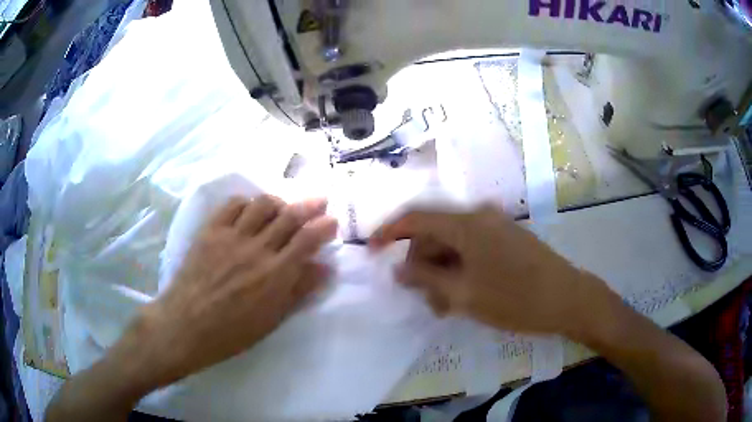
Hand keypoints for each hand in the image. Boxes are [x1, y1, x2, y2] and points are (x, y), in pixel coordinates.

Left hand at [132, 195, 337, 387]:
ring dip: (279, 201)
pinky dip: (247, 202)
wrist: (187, 325)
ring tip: (284, 206)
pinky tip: (250, 209)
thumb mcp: (272, 319)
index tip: (332, 221)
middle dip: (310, 204)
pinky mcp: (211, 230)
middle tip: (320, 200)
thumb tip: (325, 268)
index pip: (307, 239)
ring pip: (262, 204)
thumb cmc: (232, 332)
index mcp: (276, 274)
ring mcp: (232, 236)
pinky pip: (232, 205)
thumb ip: (299, 290)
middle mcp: (257, 248)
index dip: (324, 226)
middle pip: (289, 215)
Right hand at [370, 206, 610, 335]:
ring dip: (441, 271)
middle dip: (421, 264)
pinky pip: (471, 248)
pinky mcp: (507, 238)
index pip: (415, 217)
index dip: (388, 232)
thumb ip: (426, 278)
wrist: (568, 298)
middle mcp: (479, 216)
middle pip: (435, 233)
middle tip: (423, 299)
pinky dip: (460, 269)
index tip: (371, 251)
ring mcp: (496, 226)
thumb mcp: (463, 294)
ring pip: (453, 243)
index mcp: (466, 223)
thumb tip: (399, 268)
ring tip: (445, 305)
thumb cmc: (515, 299)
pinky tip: (463, 294)